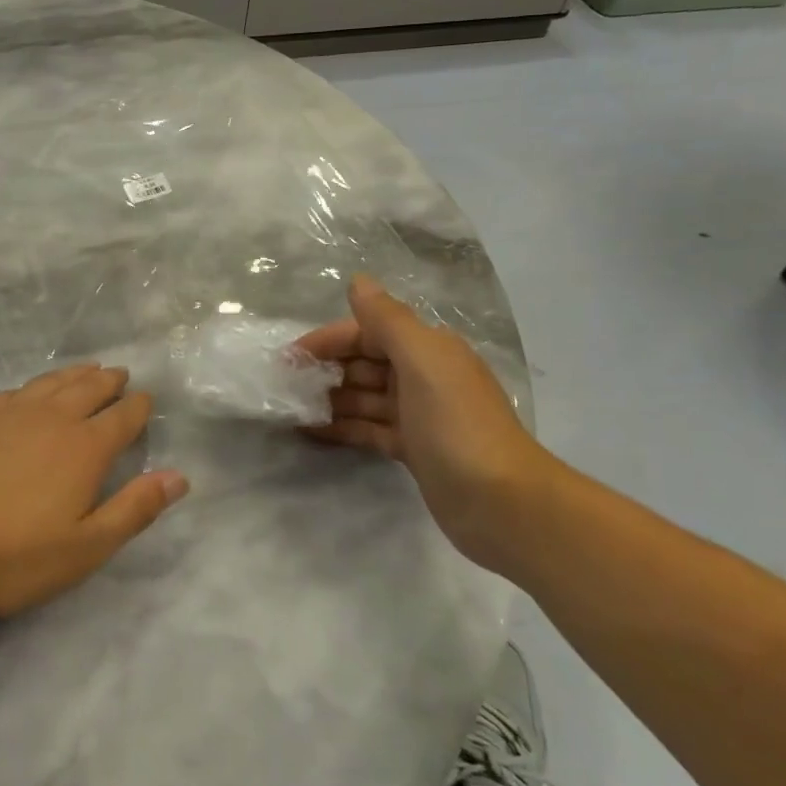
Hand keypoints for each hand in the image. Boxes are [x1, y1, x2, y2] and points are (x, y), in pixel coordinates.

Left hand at [0, 365, 188, 617]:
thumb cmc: (10, 554)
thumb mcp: (84, 548)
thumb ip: (134, 509)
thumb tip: (179, 477)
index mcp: (84, 448)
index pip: (122, 417)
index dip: (138, 407)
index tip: (146, 399)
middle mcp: (51, 418)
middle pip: (88, 389)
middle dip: (109, 381)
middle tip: (120, 374)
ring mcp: (8, 412)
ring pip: (51, 382)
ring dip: (74, 374)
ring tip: (87, 369)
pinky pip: (14, 391)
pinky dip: (33, 386)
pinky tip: (30, 391)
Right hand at [296, 276, 562, 571]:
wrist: (503, 504)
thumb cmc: (456, 425)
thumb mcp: (423, 362)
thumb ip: (388, 320)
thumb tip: (358, 281)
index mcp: (427, 349)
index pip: (367, 332)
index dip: (327, 341)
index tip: (287, 359)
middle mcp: (423, 375)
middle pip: (363, 363)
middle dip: (324, 370)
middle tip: (283, 388)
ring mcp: (418, 414)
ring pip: (363, 397)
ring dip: (328, 400)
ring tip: (289, 411)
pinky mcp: (413, 449)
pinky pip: (368, 428)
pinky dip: (341, 428)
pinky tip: (310, 432)